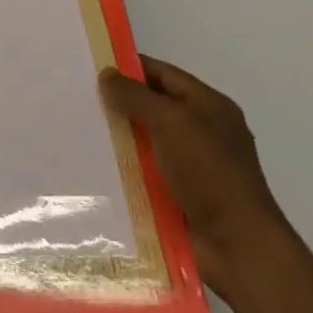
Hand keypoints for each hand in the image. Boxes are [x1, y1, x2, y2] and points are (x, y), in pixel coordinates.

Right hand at [101, 55, 294, 304]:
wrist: (237, 247)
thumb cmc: (209, 172)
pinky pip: (143, 174)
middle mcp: (201, 132)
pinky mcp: (177, 197)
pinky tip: (92, 167)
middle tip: (76, 97)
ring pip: (145, 142)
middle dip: (119, 103)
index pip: (164, 74)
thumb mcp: (172, 122)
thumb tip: (107, 74)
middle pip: (153, 107)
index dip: (131, 67)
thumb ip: (136, 96)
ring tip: (75, 131)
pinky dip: (122, 170)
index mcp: (209, 107)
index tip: (92, 65)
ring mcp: (190, 167)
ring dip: (117, 139)